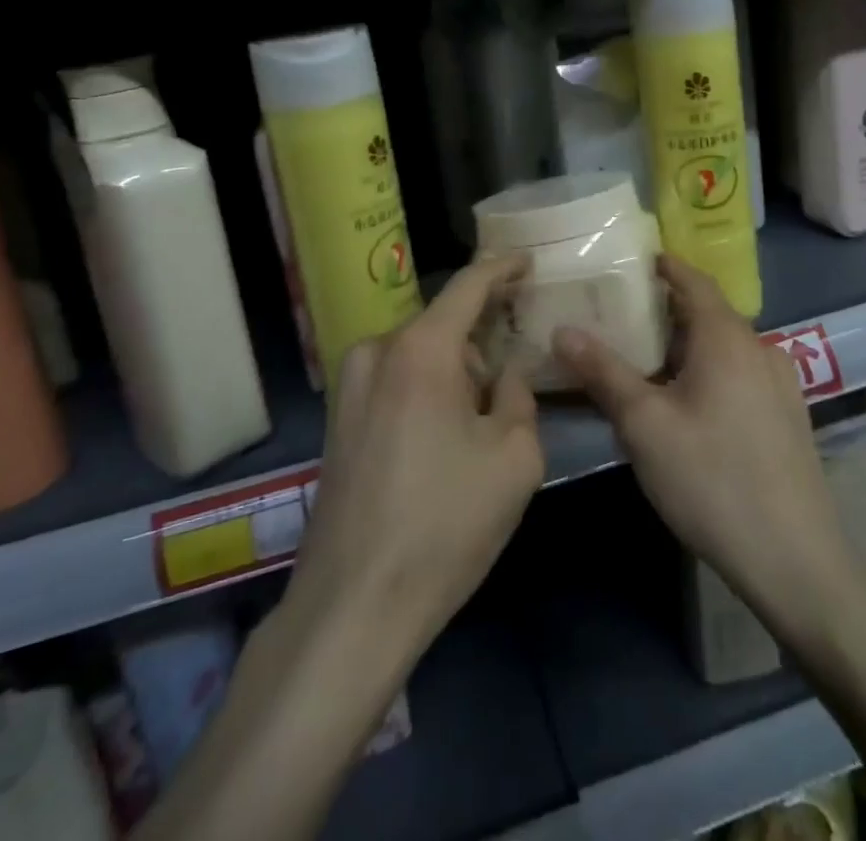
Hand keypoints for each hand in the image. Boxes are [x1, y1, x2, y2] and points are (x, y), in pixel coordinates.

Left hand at [285, 254, 543, 656]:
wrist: (353, 604)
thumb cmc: (445, 524)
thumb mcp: (513, 457)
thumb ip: (519, 392)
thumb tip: (511, 365)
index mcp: (421, 350)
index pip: (468, 286)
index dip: (501, 268)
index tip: (527, 260)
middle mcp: (377, 351)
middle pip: (443, 325)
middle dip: (483, 340)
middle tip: (516, 374)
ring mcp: (349, 385)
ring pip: (419, 354)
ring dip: (454, 370)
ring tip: (480, 423)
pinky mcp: (338, 418)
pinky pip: (394, 380)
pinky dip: (426, 389)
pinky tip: (443, 439)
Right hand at [554, 255, 858, 638]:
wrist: (795, 558)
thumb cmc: (711, 478)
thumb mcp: (644, 424)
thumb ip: (603, 371)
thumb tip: (563, 329)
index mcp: (727, 337)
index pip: (693, 280)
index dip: (664, 266)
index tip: (631, 261)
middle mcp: (759, 347)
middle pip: (708, 312)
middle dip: (667, 308)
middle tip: (622, 313)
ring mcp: (781, 383)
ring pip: (725, 345)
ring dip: (688, 342)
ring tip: (646, 357)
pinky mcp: (788, 416)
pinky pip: (741, 372)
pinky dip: (709, 368)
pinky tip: (687, 400)